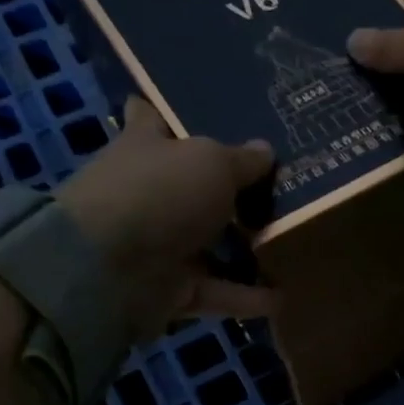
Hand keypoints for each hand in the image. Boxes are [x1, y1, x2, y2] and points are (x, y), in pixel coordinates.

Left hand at [57, 96, 276, 337]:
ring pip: (210, 243)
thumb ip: (242, 160)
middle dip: (231, 186)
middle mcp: (149, 192)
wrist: (108, 271)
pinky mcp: (169, 288)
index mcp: (145, 146)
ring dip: (246, 246)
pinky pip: (216, 290)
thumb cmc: (158, 194)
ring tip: (295, 241)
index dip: (170, 111)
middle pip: (192, 185)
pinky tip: (284, 296)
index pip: (152, 118)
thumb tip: (266, 150)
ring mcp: (158, 243)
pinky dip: (246, 296)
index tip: (204, 108)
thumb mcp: (211, 163)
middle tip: (284, 181)